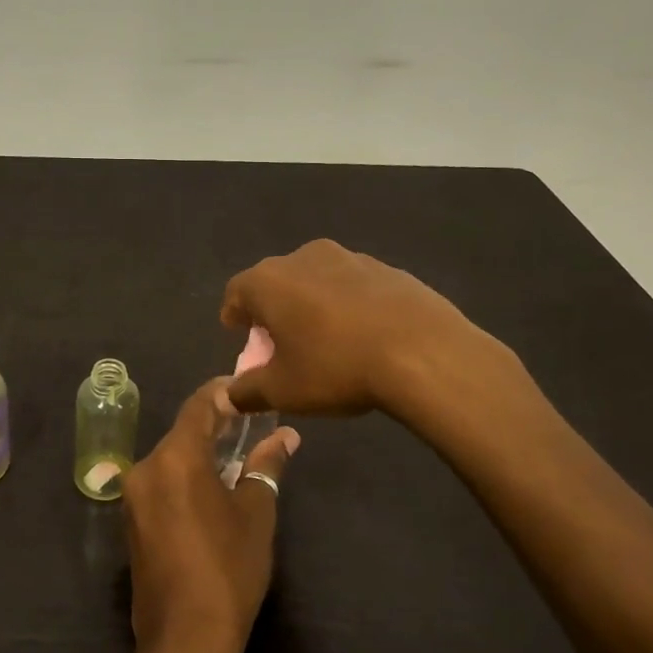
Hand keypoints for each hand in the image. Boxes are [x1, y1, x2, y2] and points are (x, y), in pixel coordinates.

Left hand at [122, 379, 298, 652]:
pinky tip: (212, 489)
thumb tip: (285, 436)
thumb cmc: (228, 570)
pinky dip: (185, 477)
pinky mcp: (132, 523)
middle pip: (182, 432)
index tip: (247, 391)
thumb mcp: (256, 513)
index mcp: (175, 458)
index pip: (198, 406)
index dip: (223, 393)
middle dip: (215, 425)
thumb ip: (265, 466)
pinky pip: (161, 483)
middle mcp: (146, 468)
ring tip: (237, 454)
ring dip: (200, 453)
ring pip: (171, 459)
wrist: (183, 642)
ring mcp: (134, 497)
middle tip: (251, 424)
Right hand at [220, 239, 520, 420]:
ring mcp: (348, 257)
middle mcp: (303, 257)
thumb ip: (248, 390)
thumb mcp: (283, 390)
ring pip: (315, 279)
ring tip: (324, 339)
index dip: (234, 314)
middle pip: (275, 282)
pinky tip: (362, 335)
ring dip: (311, 304)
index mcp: (268, 281)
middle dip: (272, 310)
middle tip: (280, 342)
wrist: (423, 351)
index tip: (240, 334)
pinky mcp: (386, 268)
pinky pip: (352, 285)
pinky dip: (347, 304)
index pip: (236, 291)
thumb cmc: (336, 367)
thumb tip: (229, 395)